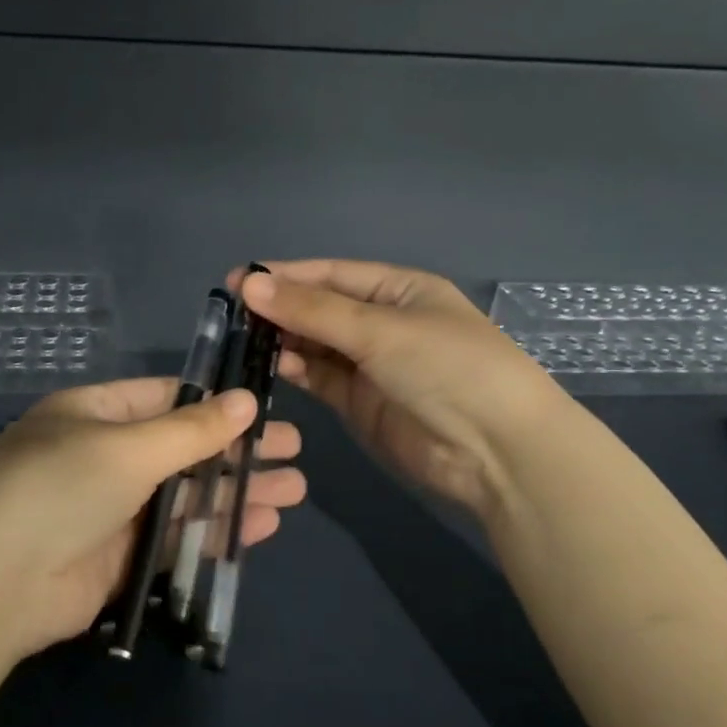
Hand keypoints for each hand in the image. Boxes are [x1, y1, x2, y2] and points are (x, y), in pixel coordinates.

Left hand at [0, 376, 306, 659]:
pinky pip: (177, 540)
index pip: (167, 397)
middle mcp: (104, 458)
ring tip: (295, 490)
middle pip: (184, 448)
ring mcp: (112, 512)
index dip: (216, 401)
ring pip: (186, 496)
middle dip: (238, 450)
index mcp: (96, 414)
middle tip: (296, 452)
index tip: (267, 406)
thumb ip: (191, 430)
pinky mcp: (120, 562)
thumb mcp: (128, 447)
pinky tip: (262, 526)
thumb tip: (247, 399)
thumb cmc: (59, 487)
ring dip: (237, 492)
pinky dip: (217, 532)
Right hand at [229, 260, 566, 514]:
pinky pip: (320, 376)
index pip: (330, 274)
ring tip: (242, 340)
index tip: (236, 281)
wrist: (496, 452)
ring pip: (315, 344)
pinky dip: (295, 370)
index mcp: (398, 289)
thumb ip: (312, 310)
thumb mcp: (379, 330)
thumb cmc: (447, 368)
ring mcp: (371, 364)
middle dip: (279, 309)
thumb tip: (249, 284)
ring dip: (282, 340)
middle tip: (230, 315)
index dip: (284, 276)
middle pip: (319, 308)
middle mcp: (383, 322)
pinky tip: (270, 365)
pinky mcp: (360, 402)